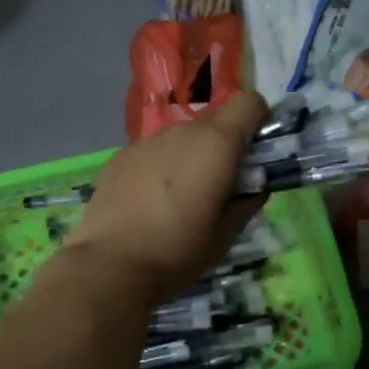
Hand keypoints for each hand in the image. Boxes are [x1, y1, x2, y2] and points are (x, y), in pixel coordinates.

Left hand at [59, 92, 266, 301]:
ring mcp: (146, 141)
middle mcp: (182, 131)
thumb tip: (254, 190)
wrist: (110, 266)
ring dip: (191, 156)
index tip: (255, 154)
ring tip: (181, 198)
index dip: (258, 123)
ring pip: (182, 137)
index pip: (249, 102)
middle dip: (225, 145)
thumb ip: (247, 203)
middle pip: (215, 120)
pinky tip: (149, 203)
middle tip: (221, 185)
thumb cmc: (180, 250)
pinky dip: (160, 167)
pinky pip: (153, 152)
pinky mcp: (119, 157)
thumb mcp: (226, 234)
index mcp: (217, 144)